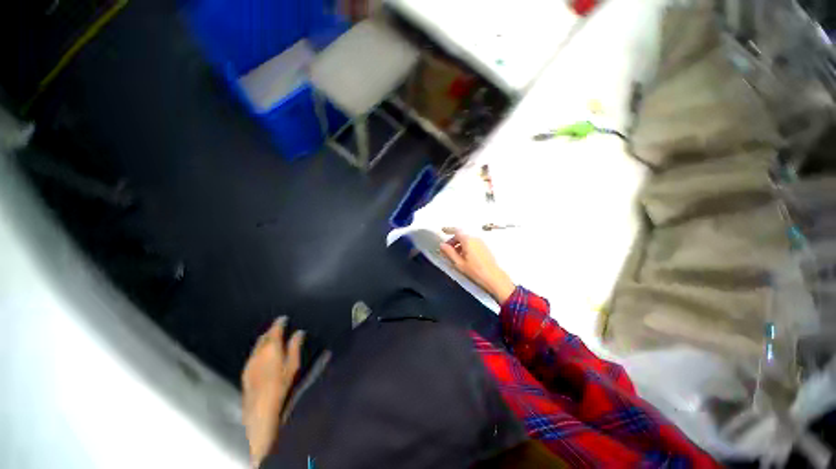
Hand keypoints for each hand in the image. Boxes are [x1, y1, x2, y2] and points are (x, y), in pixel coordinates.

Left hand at [242, 317, 303, 466]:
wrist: (259, 408)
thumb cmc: (281, 385)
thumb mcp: (293, 365)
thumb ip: (295, 347)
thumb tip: (298, 333)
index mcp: (271, 348)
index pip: (275, 330)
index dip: (279, 322)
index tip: (284, 317)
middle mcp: (258, 352)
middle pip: (264, 336)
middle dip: (271, 330)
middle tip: (279, 327)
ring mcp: (250, 361)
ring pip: (257, 345)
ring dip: (265, 339)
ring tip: (273, 338)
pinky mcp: (246, 371)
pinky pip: (254, 353)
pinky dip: (260, 349)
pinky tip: (264, 354)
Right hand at [439, 228, 515, 303]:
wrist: (493, 277)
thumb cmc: (476, 271)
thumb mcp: (458, 262)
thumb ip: (449, 252)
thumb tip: (442, 246)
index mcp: (468, 240)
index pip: (456, 231)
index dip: (449, 235)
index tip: (445, 239)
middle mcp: (475, 239)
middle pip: (461, 235)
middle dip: (454, 241)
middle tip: (448, 250)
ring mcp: (481, 242)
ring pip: (467, 239)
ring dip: (460, 245)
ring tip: (456, 256)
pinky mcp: (484, 247)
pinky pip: (473, 243)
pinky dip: (467, 247)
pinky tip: (465, 257)